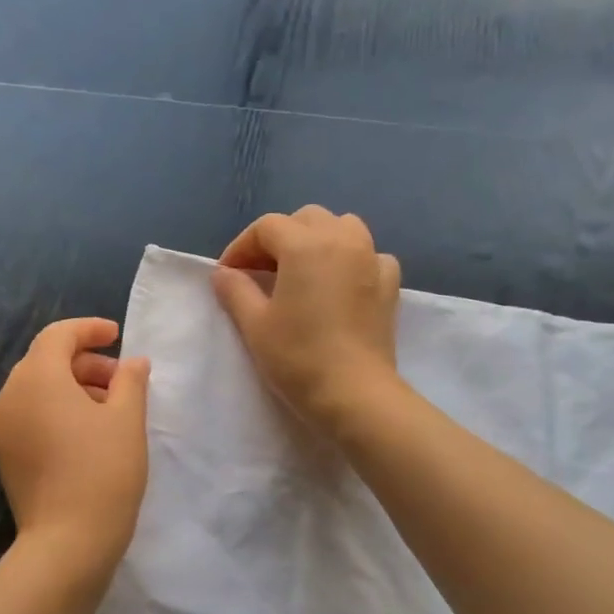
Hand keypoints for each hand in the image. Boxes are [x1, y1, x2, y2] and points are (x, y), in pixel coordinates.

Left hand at [0, 318, 151, 573]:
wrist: (66, 543)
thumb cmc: (103, 472)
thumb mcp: (127, 420)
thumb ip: (131, 381)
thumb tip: (133, 362)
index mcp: (36, 378)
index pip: (58, 335)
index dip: (89, 329)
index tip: (118, 336)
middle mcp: (9, 396)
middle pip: (45, 361)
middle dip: (84, 362)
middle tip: (121, 381)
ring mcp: (1, 428)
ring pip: (37, 389)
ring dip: (72, 387)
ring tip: (109, 408)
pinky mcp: (4, 454)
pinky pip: (30, 415)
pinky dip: (56, 410)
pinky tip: (86, 433)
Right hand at [214, 206, 401, 432]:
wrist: (354, 394)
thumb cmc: (298, 357)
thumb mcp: (255, 324)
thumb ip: (236, 290)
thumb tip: (223, 273)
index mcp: (305, 245)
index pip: (266, 227)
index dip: (241, 247)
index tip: (228, 275)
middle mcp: (342, 240)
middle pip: (305, 219)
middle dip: (279, 238)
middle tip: (260, 272)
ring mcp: (372, 259)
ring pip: (342, 227)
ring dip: (317, 239)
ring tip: (300, 270)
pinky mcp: (390, 284)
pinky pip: (368, 254)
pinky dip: (350, 259)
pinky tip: (339, 283)